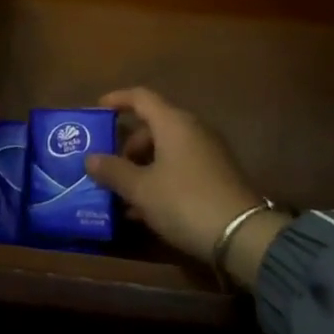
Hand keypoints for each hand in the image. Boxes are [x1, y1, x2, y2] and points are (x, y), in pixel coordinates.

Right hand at [85, 88, 280, 274]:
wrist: (242, 236)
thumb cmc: (184, 201)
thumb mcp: (141, 189)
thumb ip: (113, 171)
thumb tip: (90, 158)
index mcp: (173, 122)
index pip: (141, 97)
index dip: (117, 99)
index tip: (97, 110)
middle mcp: (192, 129)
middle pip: (153, 125)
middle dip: (127, 145)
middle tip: (108, 166)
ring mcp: (208, 152)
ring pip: (166, 149)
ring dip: (142, 166)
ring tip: (122, 193)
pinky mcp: (217, 175)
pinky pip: (180, 166)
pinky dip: (160, 178)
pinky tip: (145, 209)